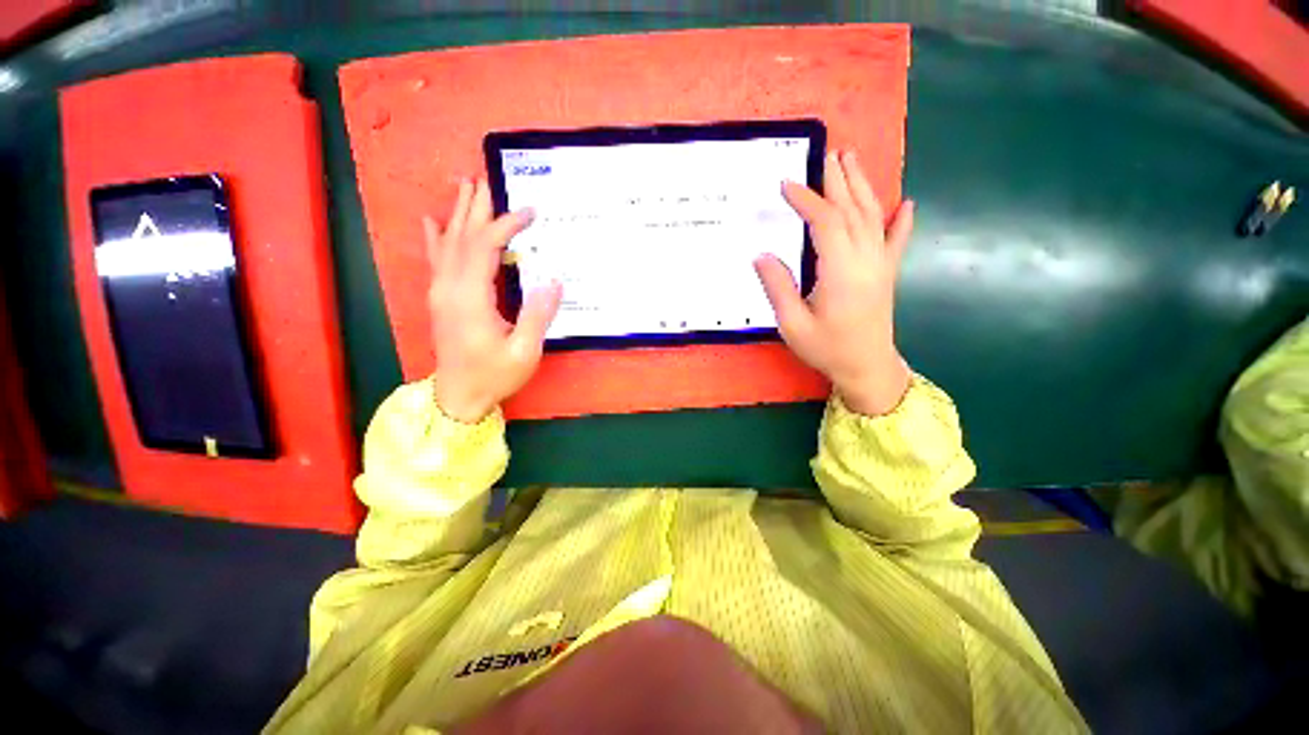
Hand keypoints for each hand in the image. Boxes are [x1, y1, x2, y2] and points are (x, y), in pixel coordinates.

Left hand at [425, 179, 561, 422]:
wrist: (458, 397)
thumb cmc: (494, 375)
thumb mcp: (524, 351)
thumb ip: (537, 314)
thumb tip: (553, 281)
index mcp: (470, 298)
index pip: (485, 246)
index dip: (507, 224)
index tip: (530, 212)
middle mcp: (449, 287)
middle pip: (462, 236)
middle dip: (476, 206)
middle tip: (487, 177)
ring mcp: (440, 292)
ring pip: (447, 243)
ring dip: (457, 213)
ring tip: (464, 186)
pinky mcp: (440, 299)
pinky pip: (435, 260)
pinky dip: (435, 237)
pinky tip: (433, 220)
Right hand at [754, 150, 912, 415]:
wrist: (867, 368)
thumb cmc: (827, 348)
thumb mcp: (793, 324)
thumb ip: (778, 287)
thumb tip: (762, 255)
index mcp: (840, 271)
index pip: (825, 222)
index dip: (806, 200)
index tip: (786, 185)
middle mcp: (865, 260)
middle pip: (852, 210)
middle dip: (838, 180)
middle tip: (828, 152)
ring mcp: (880, 265)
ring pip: (873, 216)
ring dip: (862, 186)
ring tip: (853, 161)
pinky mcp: (887, 274)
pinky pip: (897, 240)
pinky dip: (901, 220)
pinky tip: (906, 204)